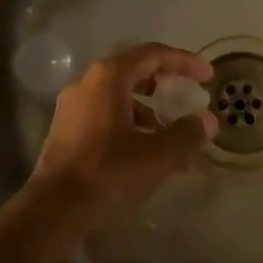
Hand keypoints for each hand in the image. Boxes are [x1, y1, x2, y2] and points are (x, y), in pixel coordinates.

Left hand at [22, 43, 217, 243]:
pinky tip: (144, 153)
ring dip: (148, 109)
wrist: (54, 207)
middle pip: (133, 71)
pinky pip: (105, 115)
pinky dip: (129, 124)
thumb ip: (186, 134)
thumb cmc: (108, 172)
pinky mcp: (65, 129)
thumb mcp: (157, 154)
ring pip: (118, 96)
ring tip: (171, 136)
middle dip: (165, 84)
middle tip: (188, 98)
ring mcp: (72, 106)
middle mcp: (87, 83)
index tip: (207, 76)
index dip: (183, 61)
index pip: (152, 54)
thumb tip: (207, 121)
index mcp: (108, 77)